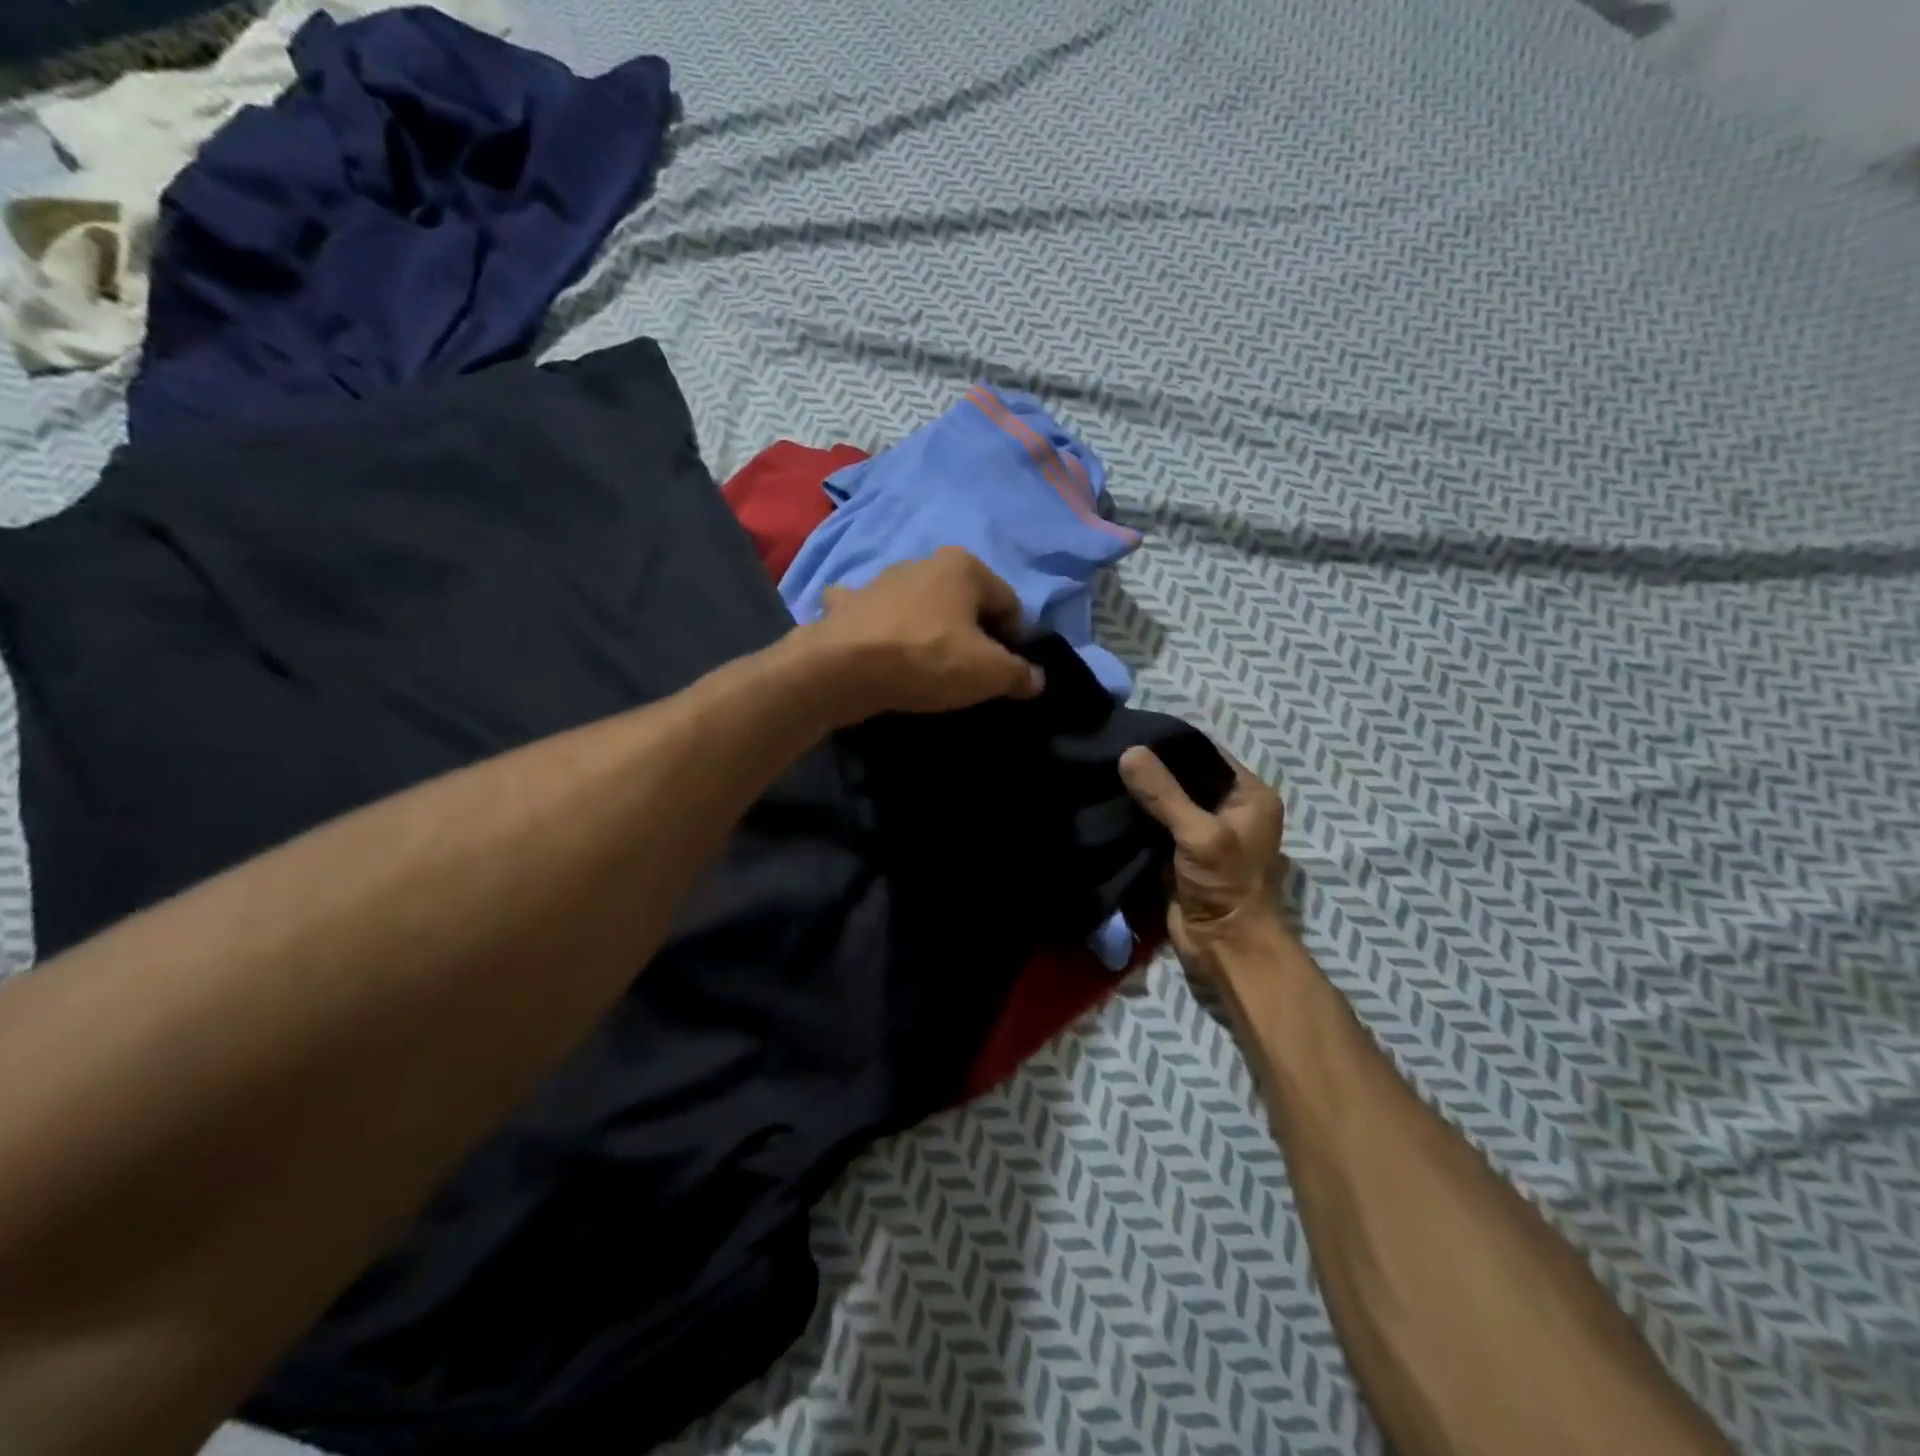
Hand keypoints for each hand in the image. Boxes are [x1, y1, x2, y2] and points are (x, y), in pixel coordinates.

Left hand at [800, 547, 1044, 720]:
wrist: (842, 668)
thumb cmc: (927, 659)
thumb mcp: (989, 673)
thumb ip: (1020, 674)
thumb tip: (1036, 679)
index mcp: (964, 566)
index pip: (1009, 604)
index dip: (1015, 640)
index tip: (1006, 672)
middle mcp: (923, 562)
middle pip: (964, 603)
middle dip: (971, 633)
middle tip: (968, 673)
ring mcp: (880, 580)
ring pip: (919, 606)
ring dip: (927, 627)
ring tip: (925, 667)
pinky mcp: (848, 605)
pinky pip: (873, 615)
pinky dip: (879, 627)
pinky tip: (876, 647)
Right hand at [1119, 746, 1287, 974]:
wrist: (1225, 948)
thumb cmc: (1226, 886)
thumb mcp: (1199, 833)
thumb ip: (1164, 793)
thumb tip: (1129, 751)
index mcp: (1249, 795)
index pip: (1206, 753)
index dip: (1171, 743)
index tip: (1129, 732)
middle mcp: (1229, 808)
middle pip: (1184, 776)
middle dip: (1150, 769)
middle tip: (1109, 751)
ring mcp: (1203, 832)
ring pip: (1166, 801)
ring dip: (1140, 794)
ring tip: (1102, 771)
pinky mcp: (1180, 853)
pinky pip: (1155, 825)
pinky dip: (1136, 817)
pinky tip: (1108, 802)